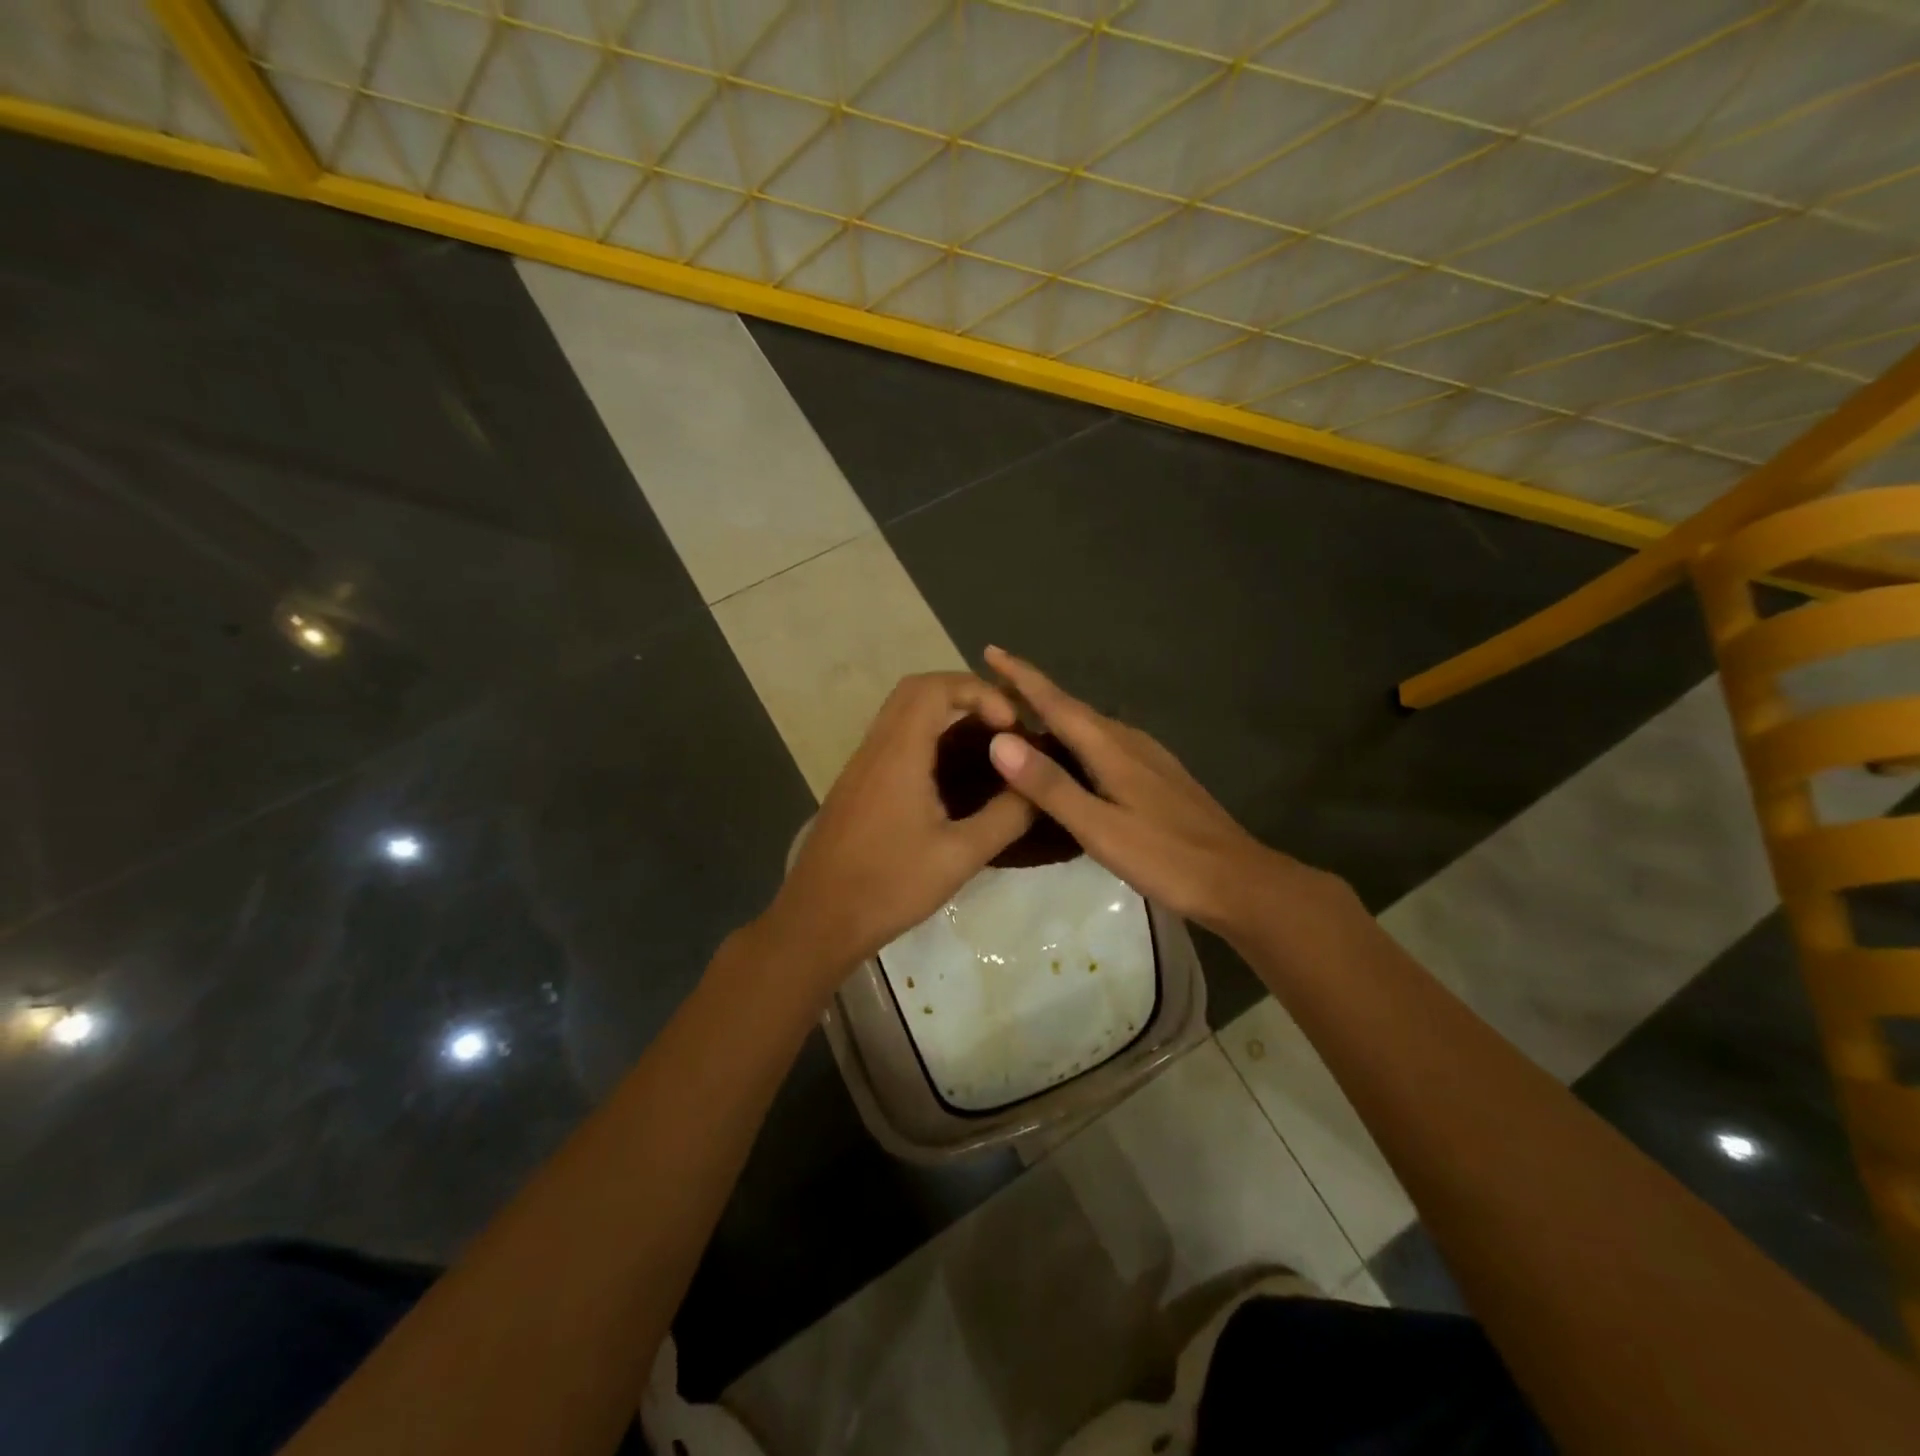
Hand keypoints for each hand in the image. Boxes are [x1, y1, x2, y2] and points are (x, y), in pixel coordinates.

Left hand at [761, 672, 1034, 987]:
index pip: (935, 687)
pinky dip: (925, 736)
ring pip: (900, 714)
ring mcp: (860, 766)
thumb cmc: (890, 886)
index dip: (979, 691)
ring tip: (983, 746)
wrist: (818, 920)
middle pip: (916, 690)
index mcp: (899, 754)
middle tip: (1000, 724)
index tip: (1010, 725)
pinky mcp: (855, 786)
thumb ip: (1005, 817)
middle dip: (964, 694)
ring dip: (943, 714)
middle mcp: (875, 748)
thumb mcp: (960, 856)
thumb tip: (1039, 787)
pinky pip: (892, 739)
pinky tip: (949, 776)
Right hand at [981, 646, 1348, 940]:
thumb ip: (1050, 785)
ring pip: (1090, 726)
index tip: (990, 650)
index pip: (1056, 702)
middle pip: (1072, 708)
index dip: (1021, 676)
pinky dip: (1077, 739)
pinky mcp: (1157, 775)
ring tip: (1023, 716)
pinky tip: (1073, 755)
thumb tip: (999, 741)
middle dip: (1032, 692)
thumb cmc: (1166, 858)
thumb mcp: (1099, 828)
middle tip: (993, 687)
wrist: (1238, 881)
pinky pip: (1105, 743)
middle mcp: (1128, 741)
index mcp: (1111, 748)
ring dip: (1055, 715)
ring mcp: (1148, 757)